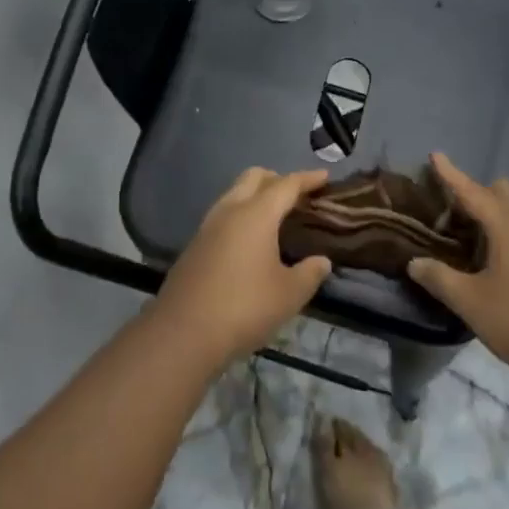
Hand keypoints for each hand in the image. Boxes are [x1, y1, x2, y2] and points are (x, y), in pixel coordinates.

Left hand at [154, 167, 332, 370]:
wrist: (183, 332)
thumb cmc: (244, 307)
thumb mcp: (289, 294)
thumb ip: (310, 273)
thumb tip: (322, 261)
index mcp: (256, 214)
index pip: (286, 185)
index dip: (307, 178)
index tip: (325, 176)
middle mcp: (230, 210)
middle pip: (254, 177)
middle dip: (277, 179)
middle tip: (297, 195)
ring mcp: (208, 226)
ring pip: (234, 193)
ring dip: (256, 195)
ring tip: (275, 216)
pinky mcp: (195, 244)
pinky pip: (223, 215)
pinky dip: (241, 214)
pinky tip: (250, 240)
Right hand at [407, 153, 508, 385]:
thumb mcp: (472, 303)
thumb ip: (440, 279)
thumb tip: (415, 262)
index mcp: (507, 225)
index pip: (472, 190)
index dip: (451, 174)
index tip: (435, 154)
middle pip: (502, 191)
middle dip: (476, 191)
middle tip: (451, 211)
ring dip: (492, 212)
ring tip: (468, 236)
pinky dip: (506, 231)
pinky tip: (494, 261)